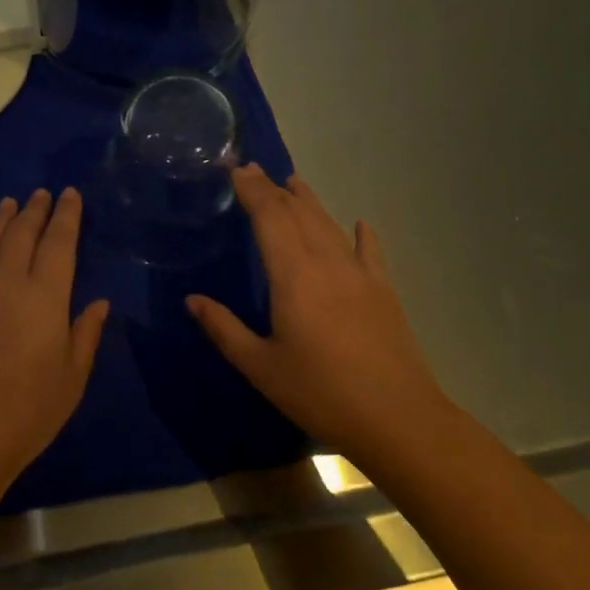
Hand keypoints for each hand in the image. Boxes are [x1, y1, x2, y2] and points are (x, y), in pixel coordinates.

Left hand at [0, 189, 108, 513]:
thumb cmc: (28, 412)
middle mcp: (8, 282)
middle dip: (34, 209)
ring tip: (8, 203)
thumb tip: (100, 302)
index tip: (70, 194)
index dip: (66, 216)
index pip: (59, 242)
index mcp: (45, 296)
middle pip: (22, 233)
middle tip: (42, 193)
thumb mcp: (72, 378)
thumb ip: (86, 334)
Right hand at [187, 166, 450, 462]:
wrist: (398, 420)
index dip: (251, 189)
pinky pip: (370, 252)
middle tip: (252, 170)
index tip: (235, 169)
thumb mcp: (261, 366)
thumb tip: (191, 299)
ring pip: (329, 224)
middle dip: (273, 189)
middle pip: (298, 213)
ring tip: (293, 182)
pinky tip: (360, 223)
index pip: (269, 216)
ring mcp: (359, 274)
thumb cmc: (320, 393)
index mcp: (293, 275)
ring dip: (308, 201)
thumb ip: (224, 329)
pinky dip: (360, 234)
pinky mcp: (383, 291)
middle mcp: (326, 262)